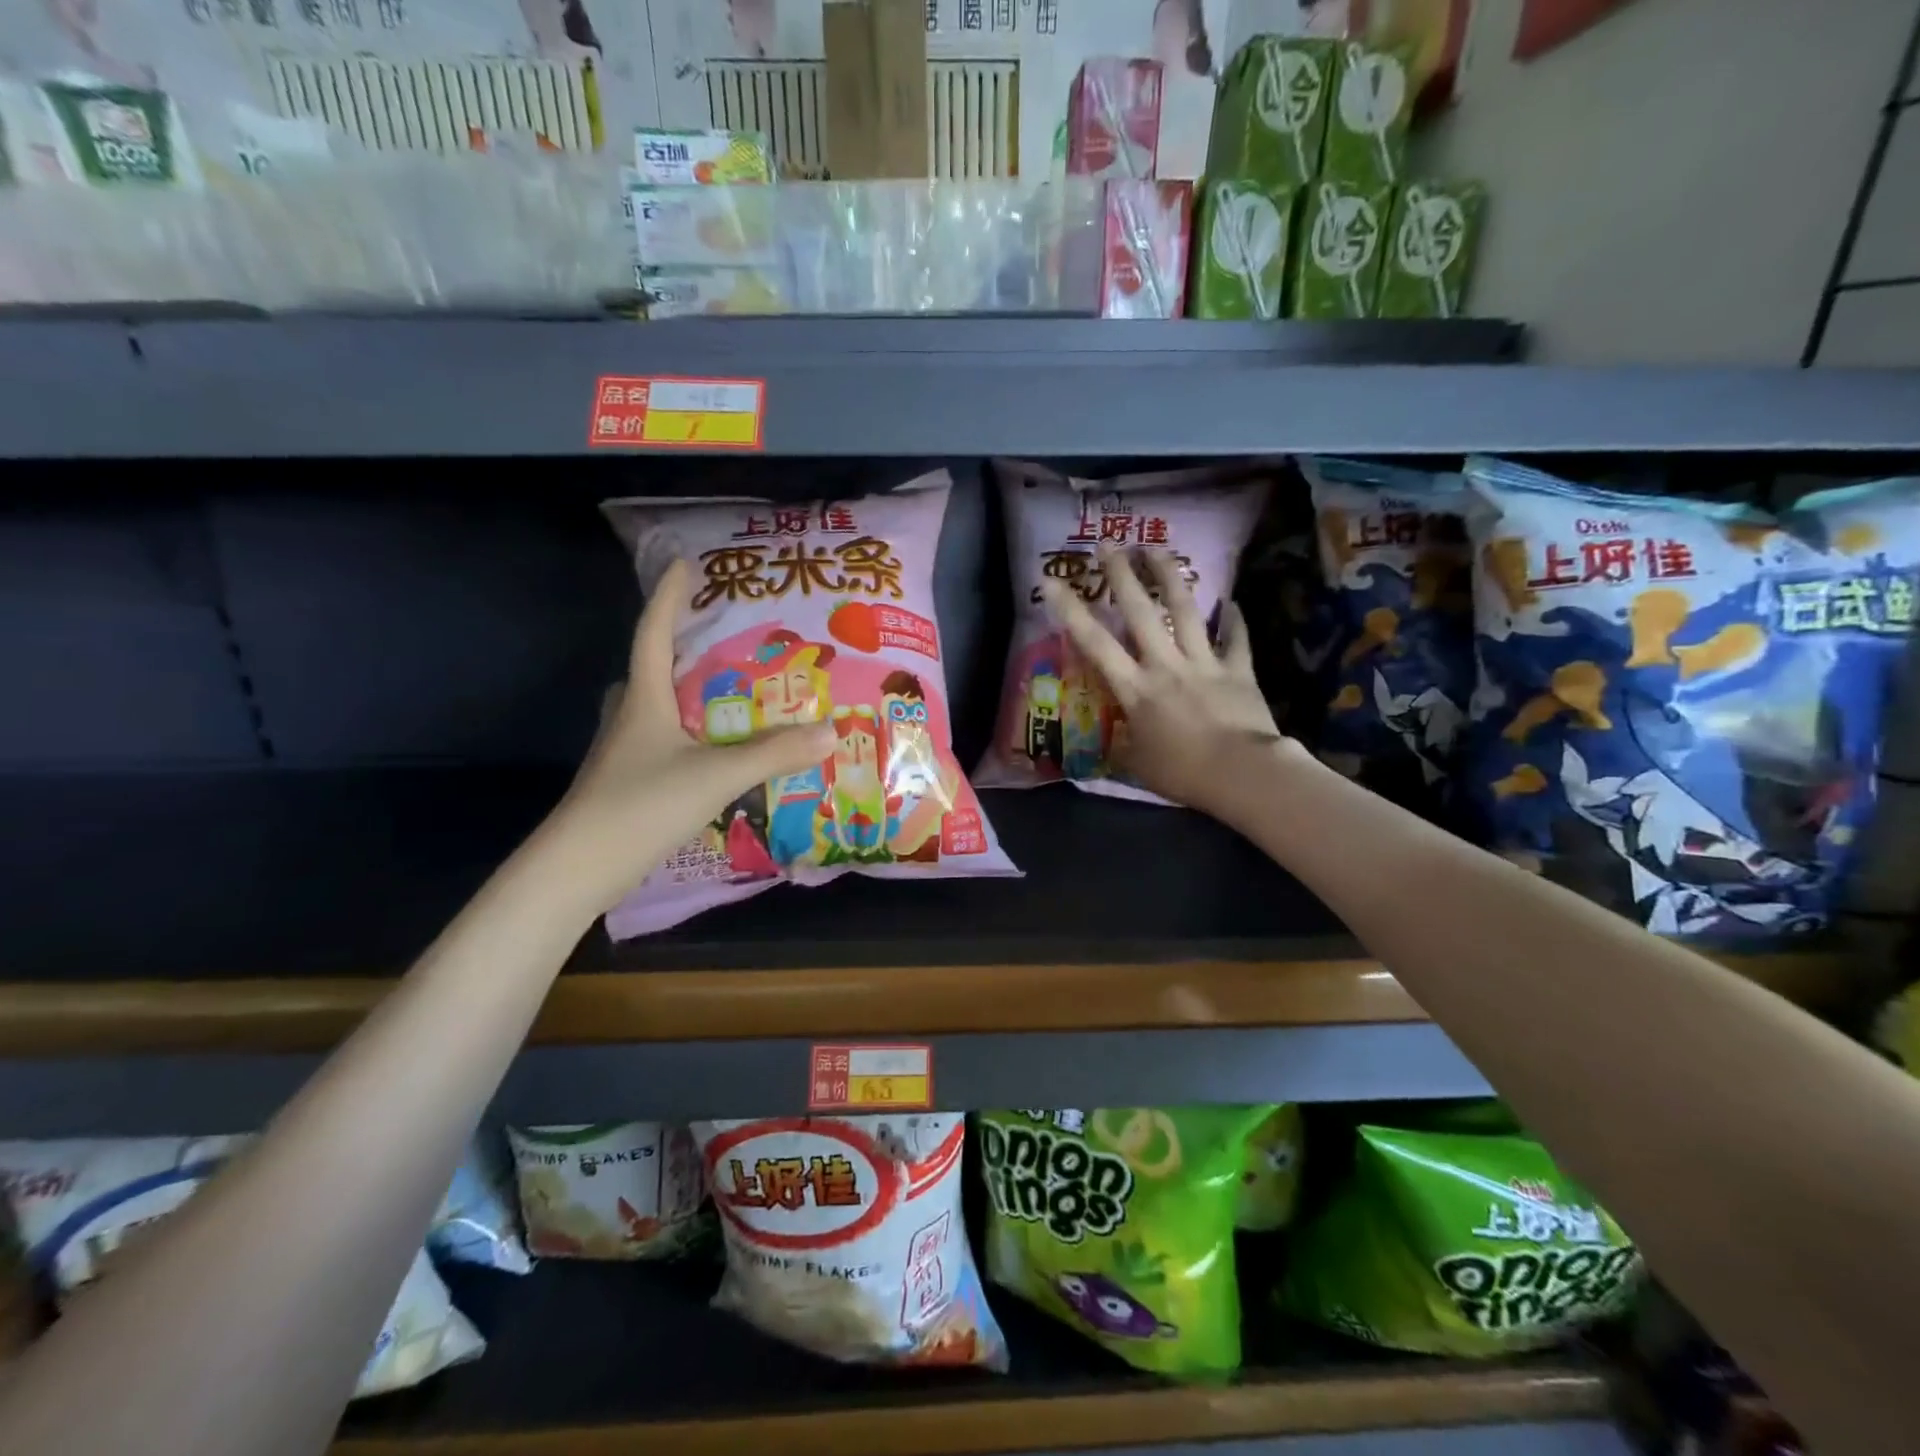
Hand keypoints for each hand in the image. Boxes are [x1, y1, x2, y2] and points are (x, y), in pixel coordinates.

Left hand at [553, 559, 834, 909]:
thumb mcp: (717, 775)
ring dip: (680, 694)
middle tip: (717, 641)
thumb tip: (832, 730)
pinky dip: (685, 733)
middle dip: (677, 648)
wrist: (580, 867)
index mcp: (644, 699)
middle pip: (648, 669)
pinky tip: (712, 750)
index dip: (668, 597)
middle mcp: (628, 716)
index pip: (654, 633)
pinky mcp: (627, 781)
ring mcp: (623, 752)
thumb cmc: (642, 804)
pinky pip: (660, 741)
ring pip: (651, 707)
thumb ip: (774, 753)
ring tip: (724, 694)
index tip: (682, 563)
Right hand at [1040, 546, 1286, 814]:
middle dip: (1121, 575)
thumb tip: (1112, 746)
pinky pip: (1236, 640)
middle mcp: (1165, 665)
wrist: (1242, 773)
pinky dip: (1234, 621)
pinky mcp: (1238, 670)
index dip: (1071, 611)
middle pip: (1140, 612)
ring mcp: (1204, 663)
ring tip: (1158, 548)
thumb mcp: (1138, 767)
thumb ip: (1123, 749)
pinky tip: (1233, 602)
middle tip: (1109, 544)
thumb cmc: (1182, 773)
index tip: (1052, 581)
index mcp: (1135, 689)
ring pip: (1185, 611)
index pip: (1095, 644)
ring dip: (1170, 577)